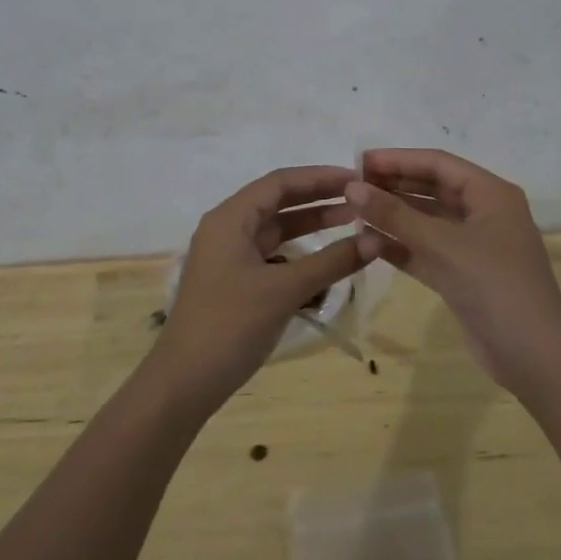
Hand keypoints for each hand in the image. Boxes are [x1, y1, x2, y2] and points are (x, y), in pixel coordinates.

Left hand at [154, 166, 365, 411]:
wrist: (185, 382)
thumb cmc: (230, 325)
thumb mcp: (284, 290)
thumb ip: (330, 262)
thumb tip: (375, 240)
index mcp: (230, 219)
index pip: (279, 182)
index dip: (319, 177)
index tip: (356, 179)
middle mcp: (227, 229)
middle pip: (278, 202)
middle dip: (319, 199)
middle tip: (361, 199)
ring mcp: (229, 257)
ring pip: (276, 230)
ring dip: (311, 226)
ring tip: (352, 224)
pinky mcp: (235, 282)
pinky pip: (272, 256)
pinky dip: (300, 254)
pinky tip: (326, 262)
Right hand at [347, 149, 560, 391]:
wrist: (533, 356)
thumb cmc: (494, 286)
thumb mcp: (442, 244)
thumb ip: (395, 215)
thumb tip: (352, 187)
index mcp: (491, 194)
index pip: (438, 164)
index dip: (398, 159)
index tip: (358, 161)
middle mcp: (484, 214)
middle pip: (432, 189)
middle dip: (393, 186)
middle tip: (350, 186)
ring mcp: (474, 247)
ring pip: (426, 221)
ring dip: (393, 217)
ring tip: (352, 212)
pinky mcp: (463, 276)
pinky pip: (426, 251)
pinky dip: (400, 246)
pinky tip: (367, 243)